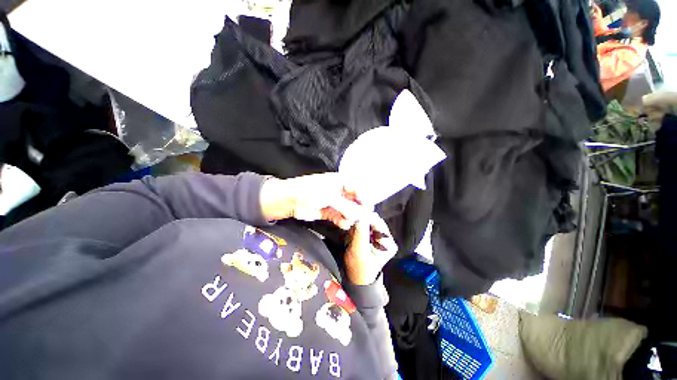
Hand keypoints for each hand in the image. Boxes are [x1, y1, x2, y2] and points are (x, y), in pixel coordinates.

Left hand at [259, 172, 364, 229]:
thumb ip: (346, 205)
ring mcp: (333, 202)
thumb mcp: (329, 196)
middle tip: (361, 217)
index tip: (368, 207)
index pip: (357, 188)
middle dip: (358, 209)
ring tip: (349, 221)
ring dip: (350, 216)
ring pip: (348, 210)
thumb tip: (360, 213)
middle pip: (354, 201)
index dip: (363, 197)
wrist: (290, 200)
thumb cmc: (309, 191)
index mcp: (340, 181)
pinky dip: (342, 221)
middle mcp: (338, 191)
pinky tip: (343, 224)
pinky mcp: (328, 212)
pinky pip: (339, 217)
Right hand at [344, 213, 397, 284]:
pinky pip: (367, 227)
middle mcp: (387, 239)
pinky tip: (354, 233)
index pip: (378, 222)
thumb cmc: (358, 269)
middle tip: (351, 223)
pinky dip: (359, 227)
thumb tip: (360, 216)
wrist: (357, 279)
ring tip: (352, 230)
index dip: (366, 216)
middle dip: (362, 220)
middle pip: (374, 221)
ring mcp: (381, 238)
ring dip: (359, 224)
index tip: (354, 213)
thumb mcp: (358, 251)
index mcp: (388, 243)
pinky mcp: (375, 238)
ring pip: (369, 222)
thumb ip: (360, 233)